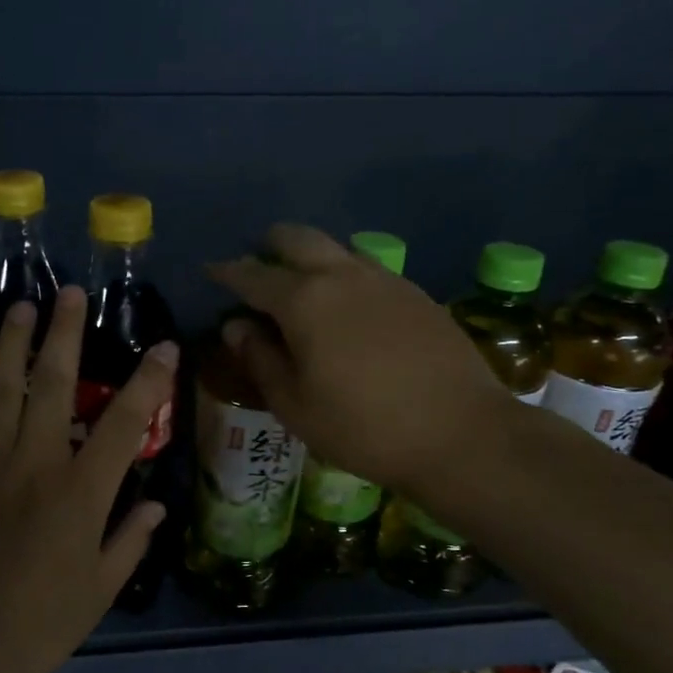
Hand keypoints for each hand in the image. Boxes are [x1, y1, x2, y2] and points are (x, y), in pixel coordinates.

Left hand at [0, 287, 177, 672]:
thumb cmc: (39, 626)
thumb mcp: (100, 590)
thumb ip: (130, 540)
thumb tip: (156, 504)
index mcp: (80, 495)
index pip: (123, 424)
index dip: (147, 381)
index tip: (162, 346)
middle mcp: (34, 465)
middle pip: (52, 384)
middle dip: (64, 333)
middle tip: (71, 291)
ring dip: (10, 341)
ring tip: (20, 304)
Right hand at [208, 224, 512, 492]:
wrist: (461, 434)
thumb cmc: (363, 427)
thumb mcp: (295, 404)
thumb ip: (260, 359)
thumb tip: (236, 326)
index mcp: (304, 300)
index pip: (253, 275)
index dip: (227, 272)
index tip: (211, 270)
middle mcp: (342, 275)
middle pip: (297, 238)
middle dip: (270, 245)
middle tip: (256, 265)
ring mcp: (385, 280)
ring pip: (337, 248)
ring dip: (310, 257)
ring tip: (300, 286)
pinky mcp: (416, 294)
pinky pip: (367, 268)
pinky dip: (343, 275)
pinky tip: (346, 307)